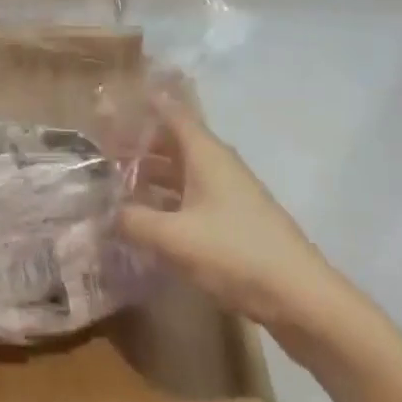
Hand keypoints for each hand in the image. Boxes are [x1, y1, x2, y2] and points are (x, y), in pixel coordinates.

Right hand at [118, 100, 341, 336]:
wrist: (300, 298)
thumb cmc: (235, 253)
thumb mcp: (175, 238)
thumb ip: (134, 221)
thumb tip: (106, 211)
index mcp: (204, 153)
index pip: (170, 112)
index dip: (142, 104)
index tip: (110, 103)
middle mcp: (216, 164)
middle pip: (172, 142)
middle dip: (138, 144)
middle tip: (100, 151)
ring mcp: (228, 193)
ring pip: (181, 172)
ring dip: (151, 175)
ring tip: (114, 184)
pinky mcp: (234, 221)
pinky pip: (191, 198)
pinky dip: (167, 201)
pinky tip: (146, 220)